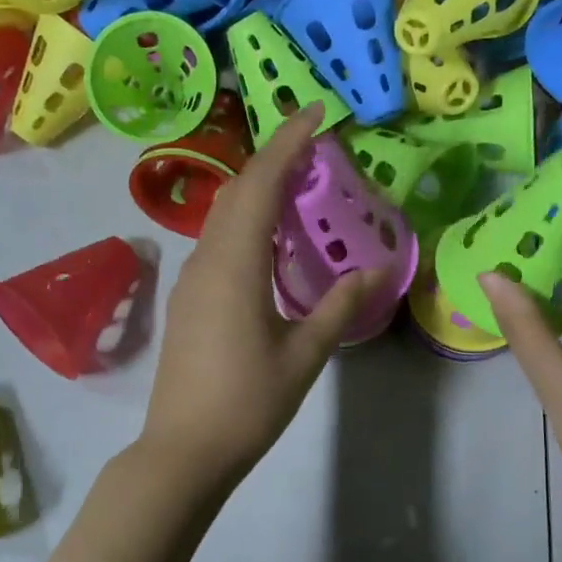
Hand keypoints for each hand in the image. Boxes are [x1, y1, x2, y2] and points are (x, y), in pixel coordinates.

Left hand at [139, 102, 380, 489]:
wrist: (183, 450)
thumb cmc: (247, 403)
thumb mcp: (304, 354)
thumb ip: (340, 305)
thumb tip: (377, 268)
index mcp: (234, 263)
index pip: (261, 183)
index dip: (289, 141)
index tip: (318, 111)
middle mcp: (205, 259)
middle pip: (237, 191)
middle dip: (274, 159)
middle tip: (316, 147)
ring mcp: (190, 279)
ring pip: (223, 216)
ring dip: (258, 190)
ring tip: (300, 186)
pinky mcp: (188, 299)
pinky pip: (217, 241)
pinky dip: (246, 222)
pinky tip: (271, 240)